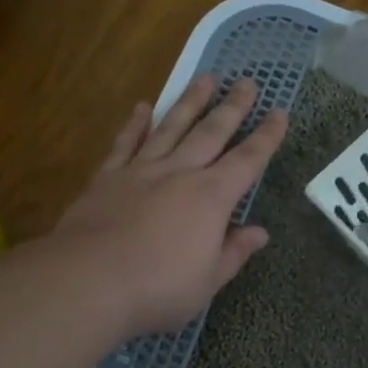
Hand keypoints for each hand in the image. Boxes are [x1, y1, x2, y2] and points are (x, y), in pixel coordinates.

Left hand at [52, 75, 287, 337]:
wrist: (88, 281)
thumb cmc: (157, 288)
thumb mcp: (208, 281)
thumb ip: (234, 252)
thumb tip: (260, 232)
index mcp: (211, 198)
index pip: (248, 161)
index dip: (266, 137)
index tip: (279, 112)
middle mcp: (179, 173)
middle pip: (211, 132)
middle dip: (232, 107)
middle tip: (247, 81)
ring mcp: (141, 171)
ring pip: (171, 127)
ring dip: (190, 102)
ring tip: (205, 78)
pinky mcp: (107, 178)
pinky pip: (125, 143)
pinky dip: (135, 124)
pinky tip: (141, 106)